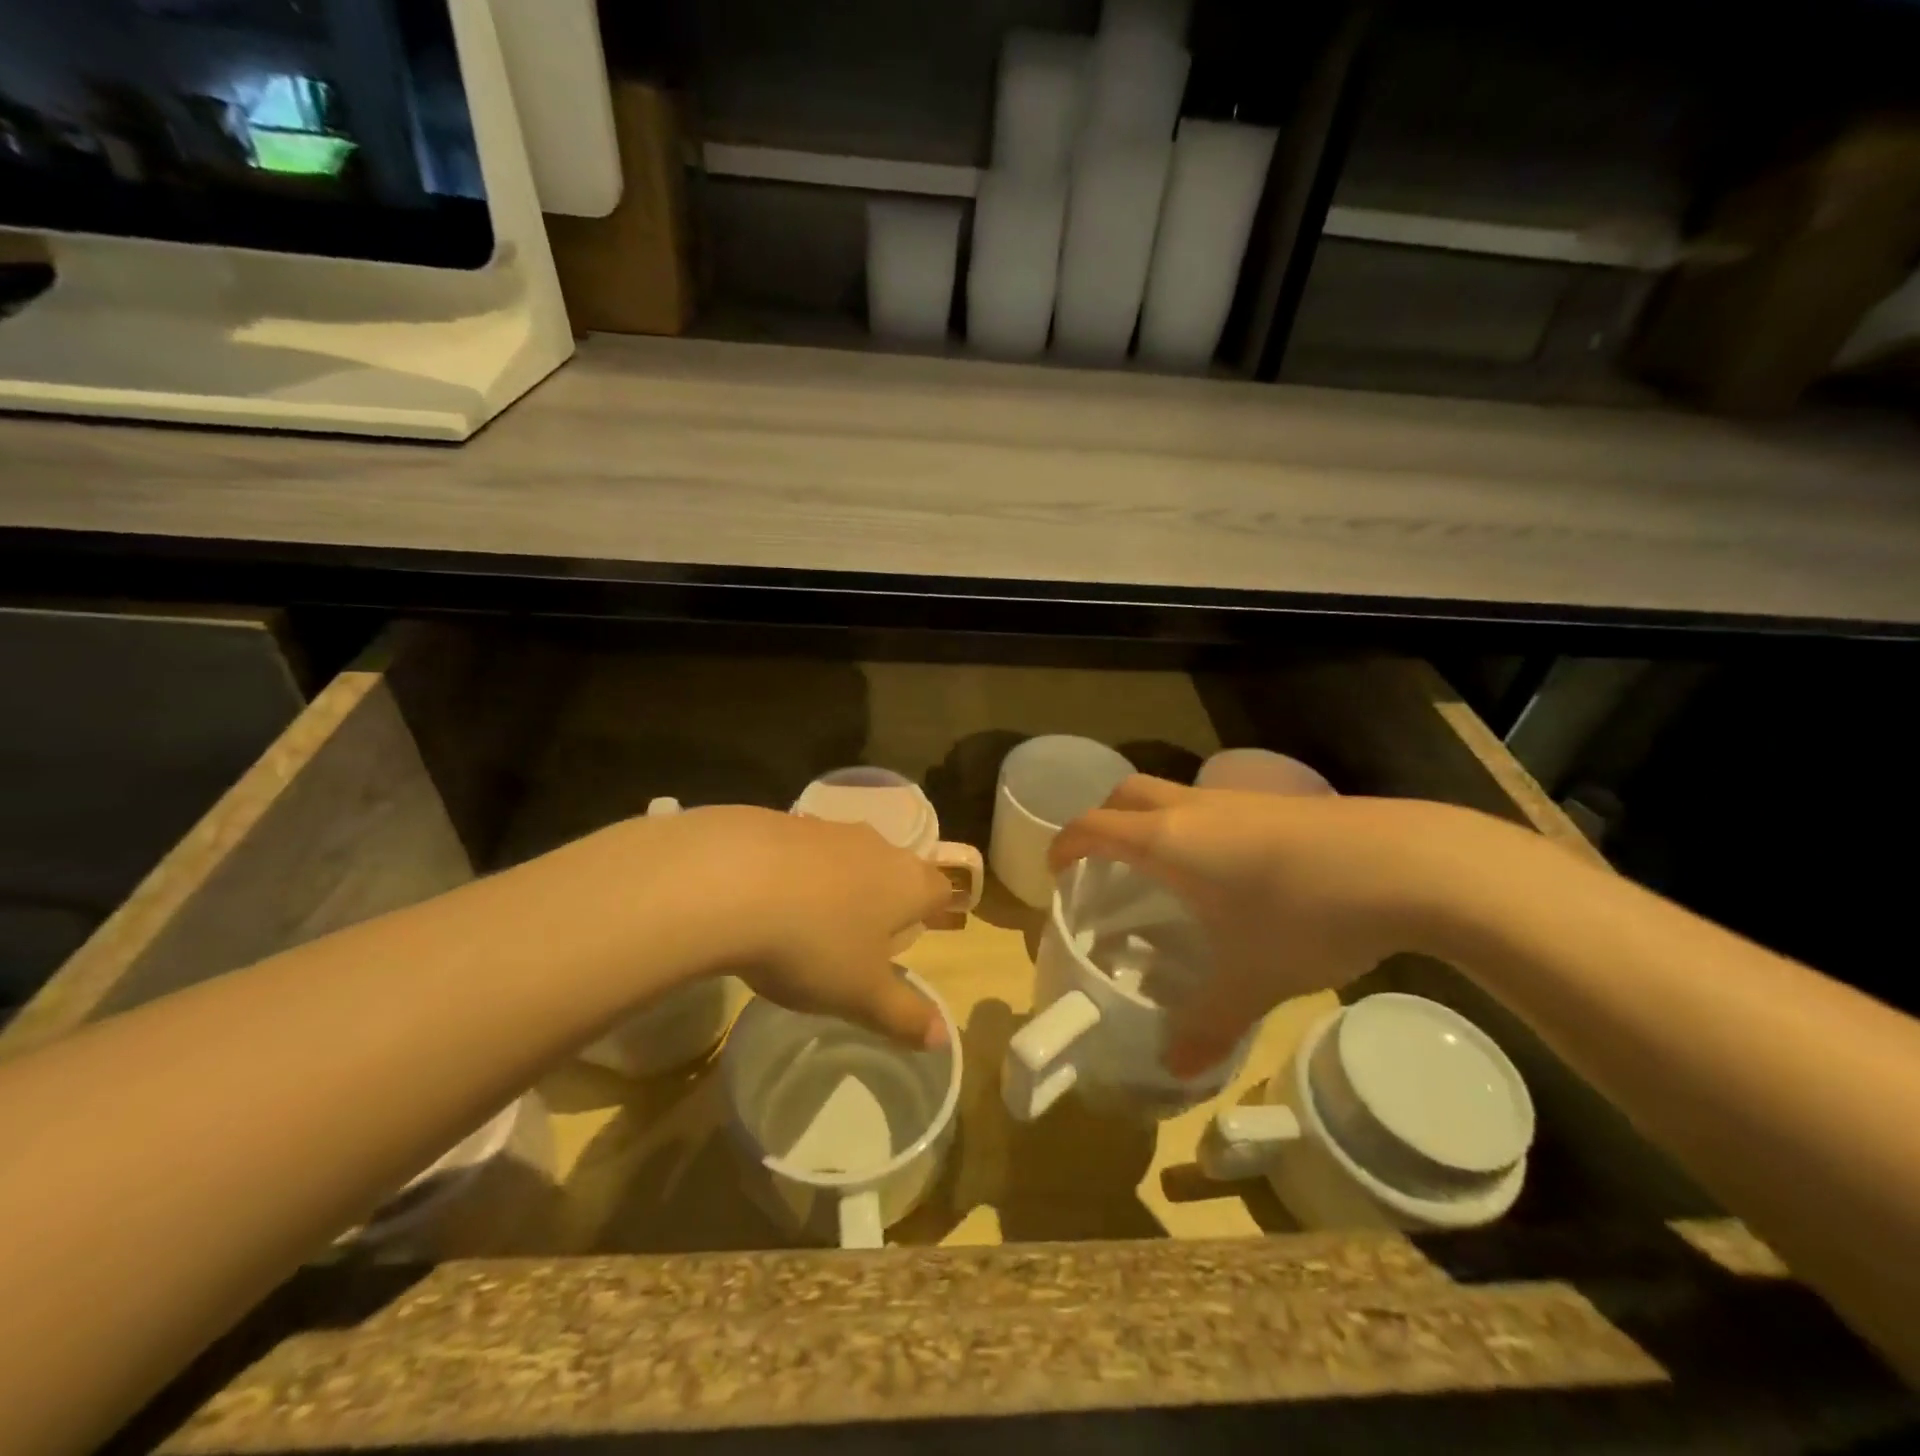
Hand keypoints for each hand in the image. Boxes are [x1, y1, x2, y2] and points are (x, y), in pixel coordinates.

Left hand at [657, 805, 953, 1048]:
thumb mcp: (860, 995)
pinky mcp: (779, 821)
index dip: (935, 909)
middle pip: (893, 867)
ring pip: (846, 856)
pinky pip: (800, 850)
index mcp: (906, 883)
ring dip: (838, 882)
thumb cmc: (812, 944)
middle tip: (868, 931)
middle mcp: (874, 846)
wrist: (728, 880)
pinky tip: (766, 900)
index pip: (939, 888)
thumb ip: (903, 1015)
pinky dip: (794, 872)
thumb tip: (942, 1038)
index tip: (923, 928)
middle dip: (885, 896)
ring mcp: (825, 829)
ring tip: (814, 920)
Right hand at [1048, 776, 1462, 1074]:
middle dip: (1104, 819)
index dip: (1066, 845)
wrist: (1408, 864)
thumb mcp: (1251, 979)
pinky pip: (1216, 805)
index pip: (1093, 826)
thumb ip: (1209, 1024)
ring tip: (1167, 871)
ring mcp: (1239, 799)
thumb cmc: (1305, 915)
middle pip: (1127, 793)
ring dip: (1154, 819)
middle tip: (1105, 862)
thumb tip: (1176, 1069)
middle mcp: (1194, 810)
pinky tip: (1233, 870)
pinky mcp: (1280, 803)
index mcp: (1168, 842)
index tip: (1057, 872)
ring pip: (1174, 794)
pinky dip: (1199, 826)